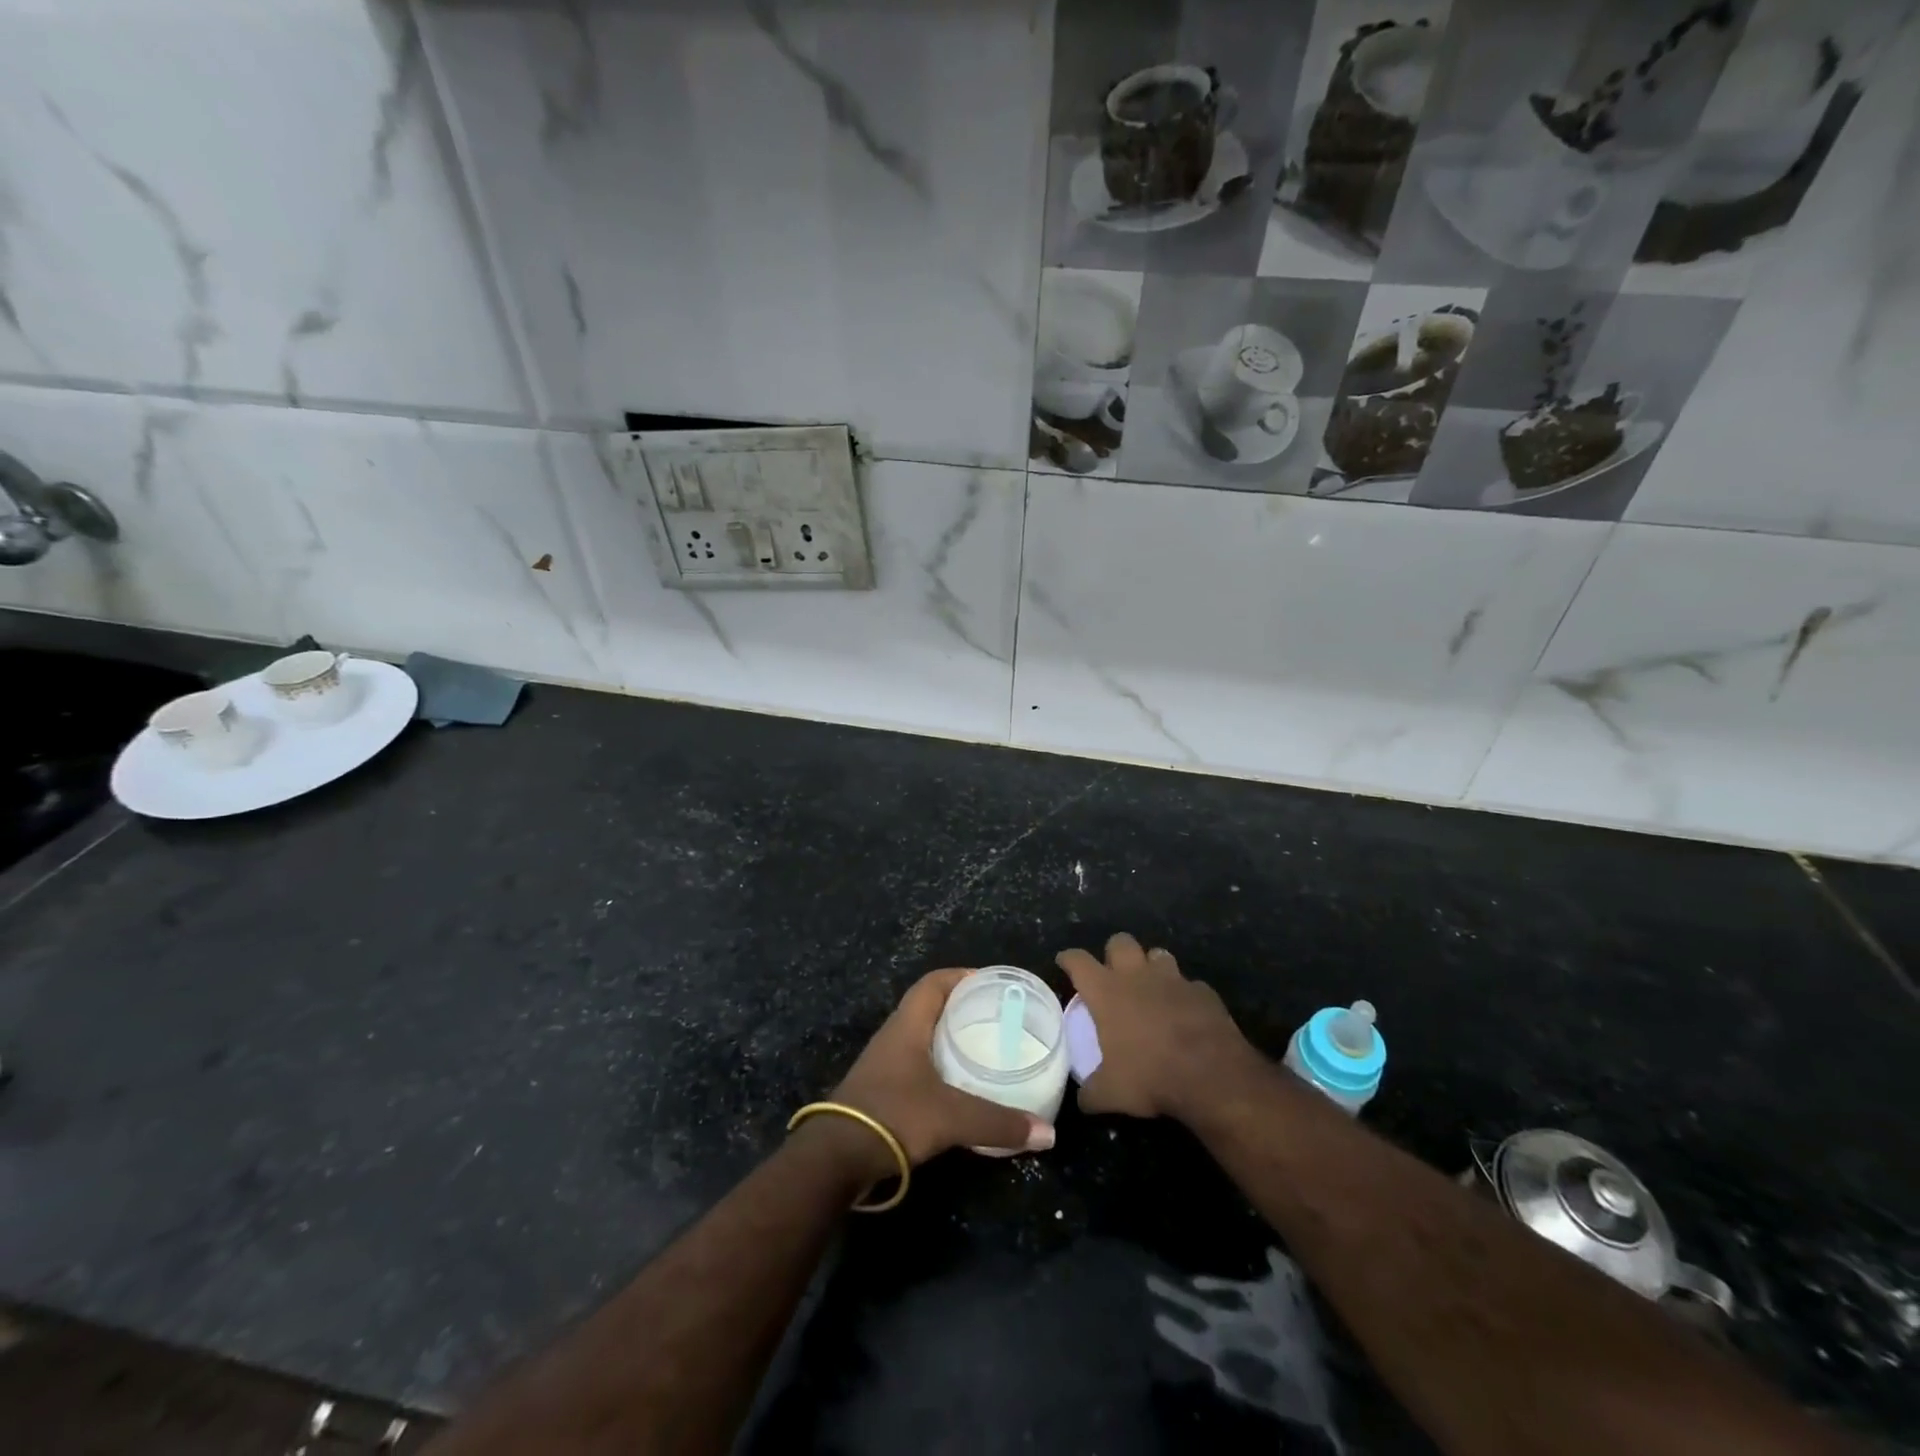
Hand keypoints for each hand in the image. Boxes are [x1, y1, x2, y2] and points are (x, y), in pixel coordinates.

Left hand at [816, 969, 1055, 1178]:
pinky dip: (941, 1066)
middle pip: (930, 1007)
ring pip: (923, 1037)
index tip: (993, 984)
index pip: (934, 982)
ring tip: (986, 1048)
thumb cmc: (893, 1116)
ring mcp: (885, 1064)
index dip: (962, 976)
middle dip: (963, 1008)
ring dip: (950, 1038)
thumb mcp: (951, 1117)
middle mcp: (894, 1036)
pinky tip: (961, 1086)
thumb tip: (1047, 1133)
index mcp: (907, 1025)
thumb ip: (999, 1123)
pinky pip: (917, 1064)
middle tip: (998, 1018)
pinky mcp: (882, 1091)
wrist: (835, 1158)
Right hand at [1057, 932, 1259, 1121]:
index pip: (1078, 961)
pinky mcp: (1203, 991)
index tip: (1064, 962)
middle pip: (1119, 942)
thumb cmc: (1151, 1076)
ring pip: (1157, 954)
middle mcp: (1137, 975)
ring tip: (1150, 987)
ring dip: (1150, 966)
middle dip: (1113, 953)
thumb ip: (1090, 1092)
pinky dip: (1183, 994)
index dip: (1068, 959)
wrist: (1212, 1076)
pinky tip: (1184, 1012)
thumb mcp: (1110, 1093)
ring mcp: (1173, 979)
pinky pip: (1189, 984)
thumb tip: (1082, 1099)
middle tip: (1112, 974)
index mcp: (1106, 991)